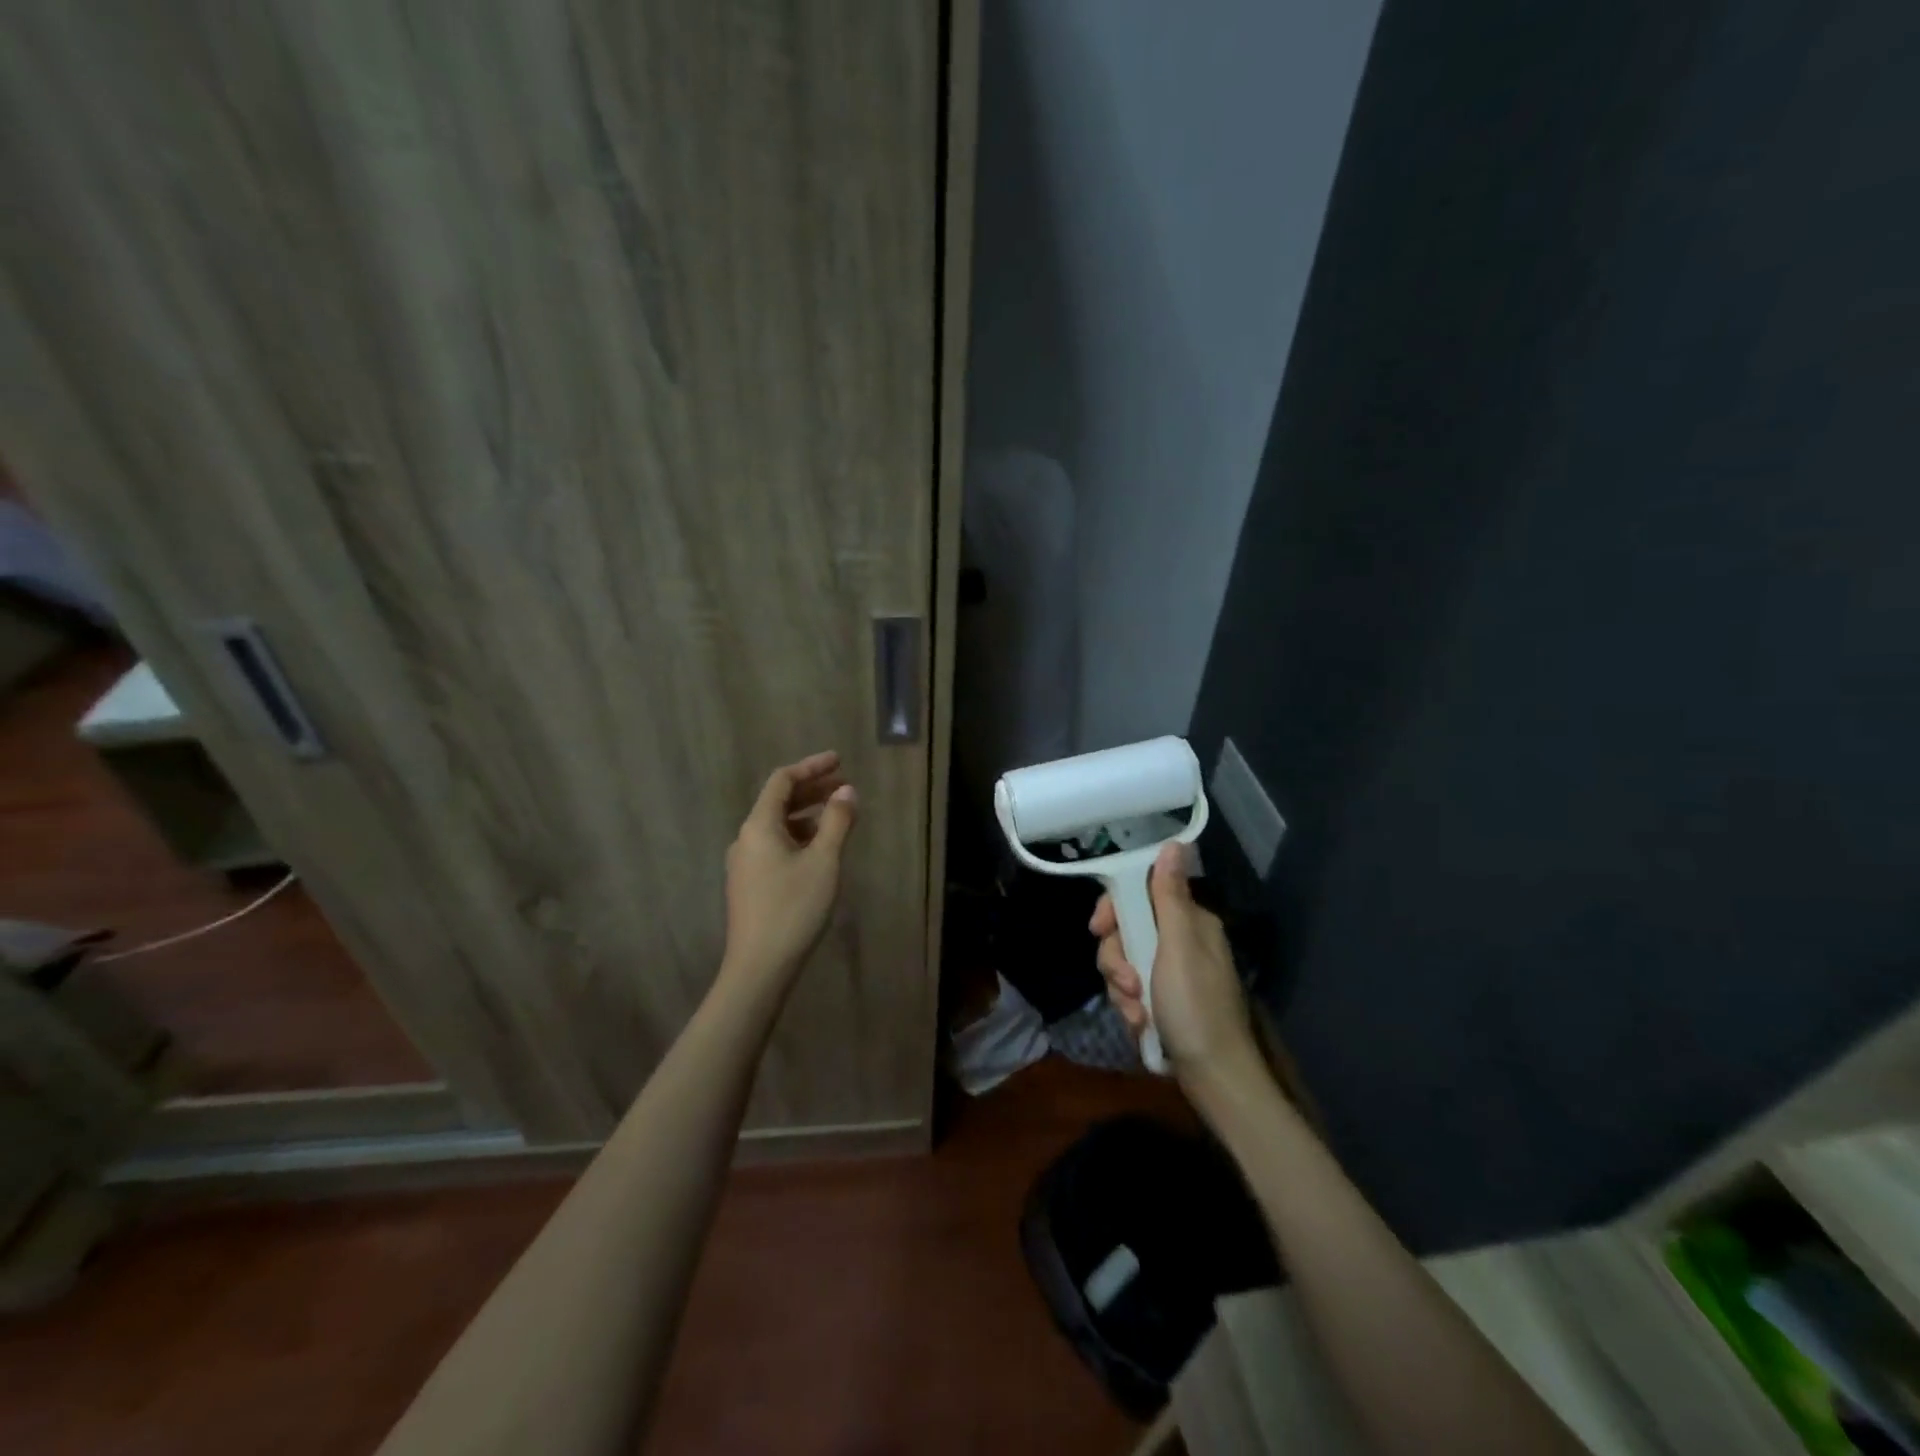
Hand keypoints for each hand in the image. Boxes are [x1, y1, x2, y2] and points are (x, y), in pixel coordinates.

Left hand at [723, 751, 857, 985]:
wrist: (759, 968)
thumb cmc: (794, 909)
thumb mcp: (824, 862)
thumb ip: (836, 821)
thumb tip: (847, 791)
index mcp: (759, 826)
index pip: (782, 781)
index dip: (811, 767)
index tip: (839, 761)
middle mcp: (746, 839)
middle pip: (778, 802)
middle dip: (811, 790)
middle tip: (844, 785)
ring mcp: (744, 864)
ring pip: (777, 826)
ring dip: (806, 815)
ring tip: (837, 817)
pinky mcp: (749, 885)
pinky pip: (774, 846)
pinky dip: (798, 837)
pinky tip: (819, 851)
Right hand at [1090, 843, 1258, 1092]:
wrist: (1212, 1076)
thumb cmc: (1196, 1006)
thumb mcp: (1178, 947)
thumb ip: (1169, 896)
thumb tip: (1175, 843)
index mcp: (1190, 923)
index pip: (1139, 894)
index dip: (1115, 909)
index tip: (1099, 929)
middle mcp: (1180, 942)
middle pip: (1126, 931)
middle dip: (1117, 960)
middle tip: (1127, 983)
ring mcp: (1170, 973)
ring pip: (1123, 963)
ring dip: (1122, 988)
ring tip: (1138, 1012)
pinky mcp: (1162, 1001)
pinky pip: (1130, 991)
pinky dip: (1131, 1008)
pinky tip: (1141, 1025)